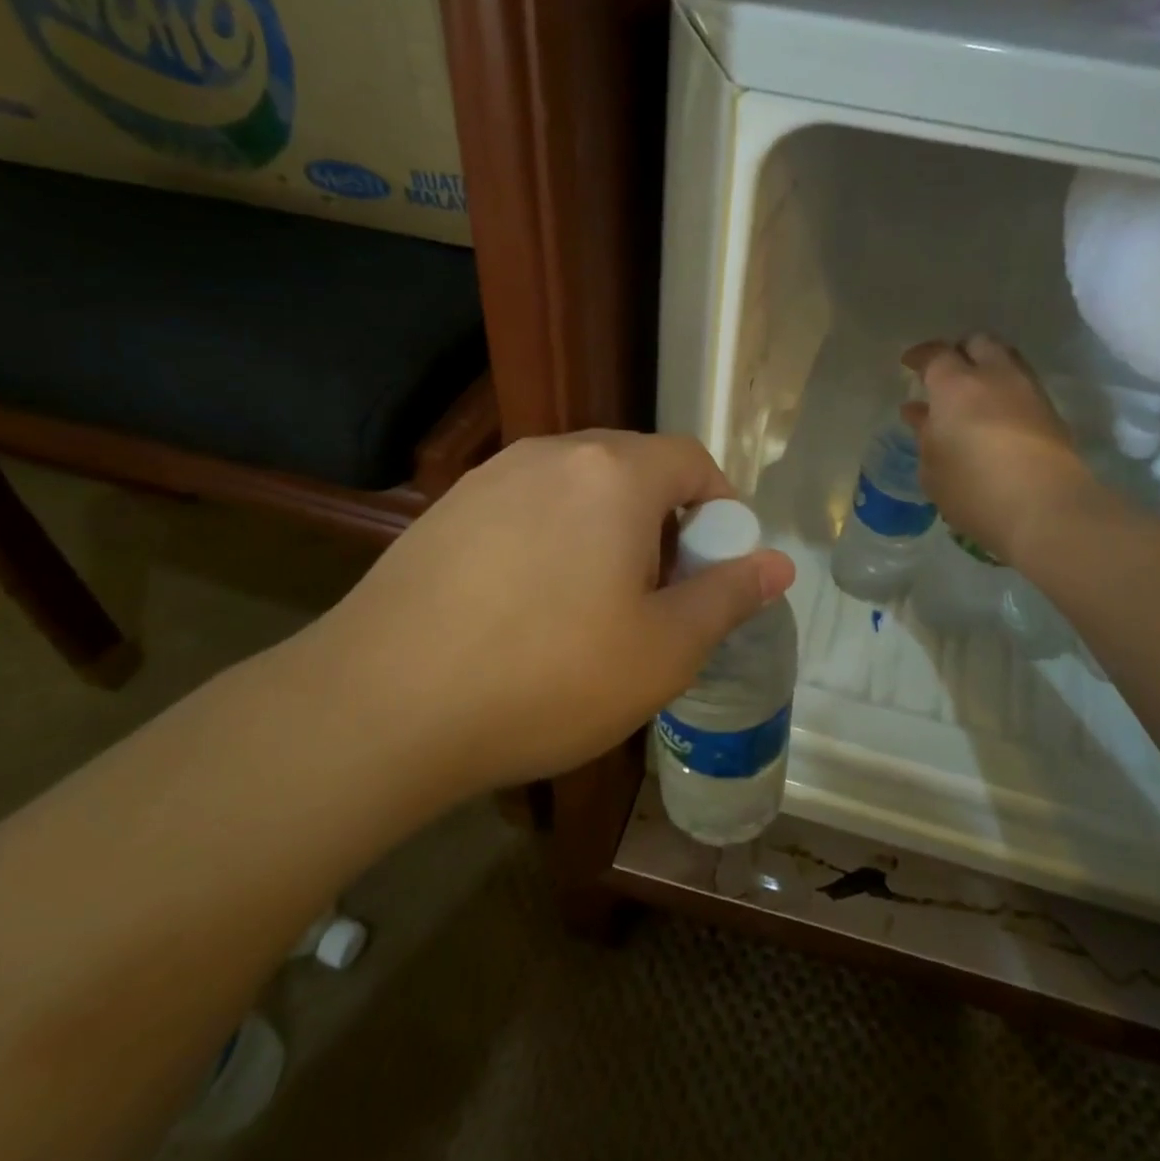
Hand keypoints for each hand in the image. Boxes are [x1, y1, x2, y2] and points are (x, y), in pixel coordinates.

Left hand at [287, 432, 795, 794]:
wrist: (381, 706)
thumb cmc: (547, 677)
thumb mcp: (663, 650)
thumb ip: (728, 596)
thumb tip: (778, 564)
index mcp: (614, 474)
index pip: (693, 460)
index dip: (722, 508)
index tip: (718, 567)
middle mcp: (553, 454)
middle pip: (635, 468)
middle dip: (666, 521)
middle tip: (662, 594)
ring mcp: (492, 477)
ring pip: (579, 488)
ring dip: (608, 530)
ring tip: (596, 604)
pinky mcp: (447, 509)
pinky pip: (527, 507)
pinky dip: (554, 538)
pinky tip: (530, 605)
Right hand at [902, 335, 1099, 564]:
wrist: (1047, 509)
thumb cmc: (974, 488)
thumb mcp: (932, 468)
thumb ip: (925, 434)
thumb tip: (920, 413)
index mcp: (956, 385)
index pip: (935, 354)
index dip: (920, 356)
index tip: (909, 364)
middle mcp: (995, 376)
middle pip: (978, 343)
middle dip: (960, 352)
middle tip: (946, 375)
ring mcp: (1029, 392)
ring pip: (1007, 361)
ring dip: (988, 370)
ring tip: (972, 396)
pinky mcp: (1052, 414)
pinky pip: (1023, 387)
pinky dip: (1006, 393)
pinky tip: (995, 417)